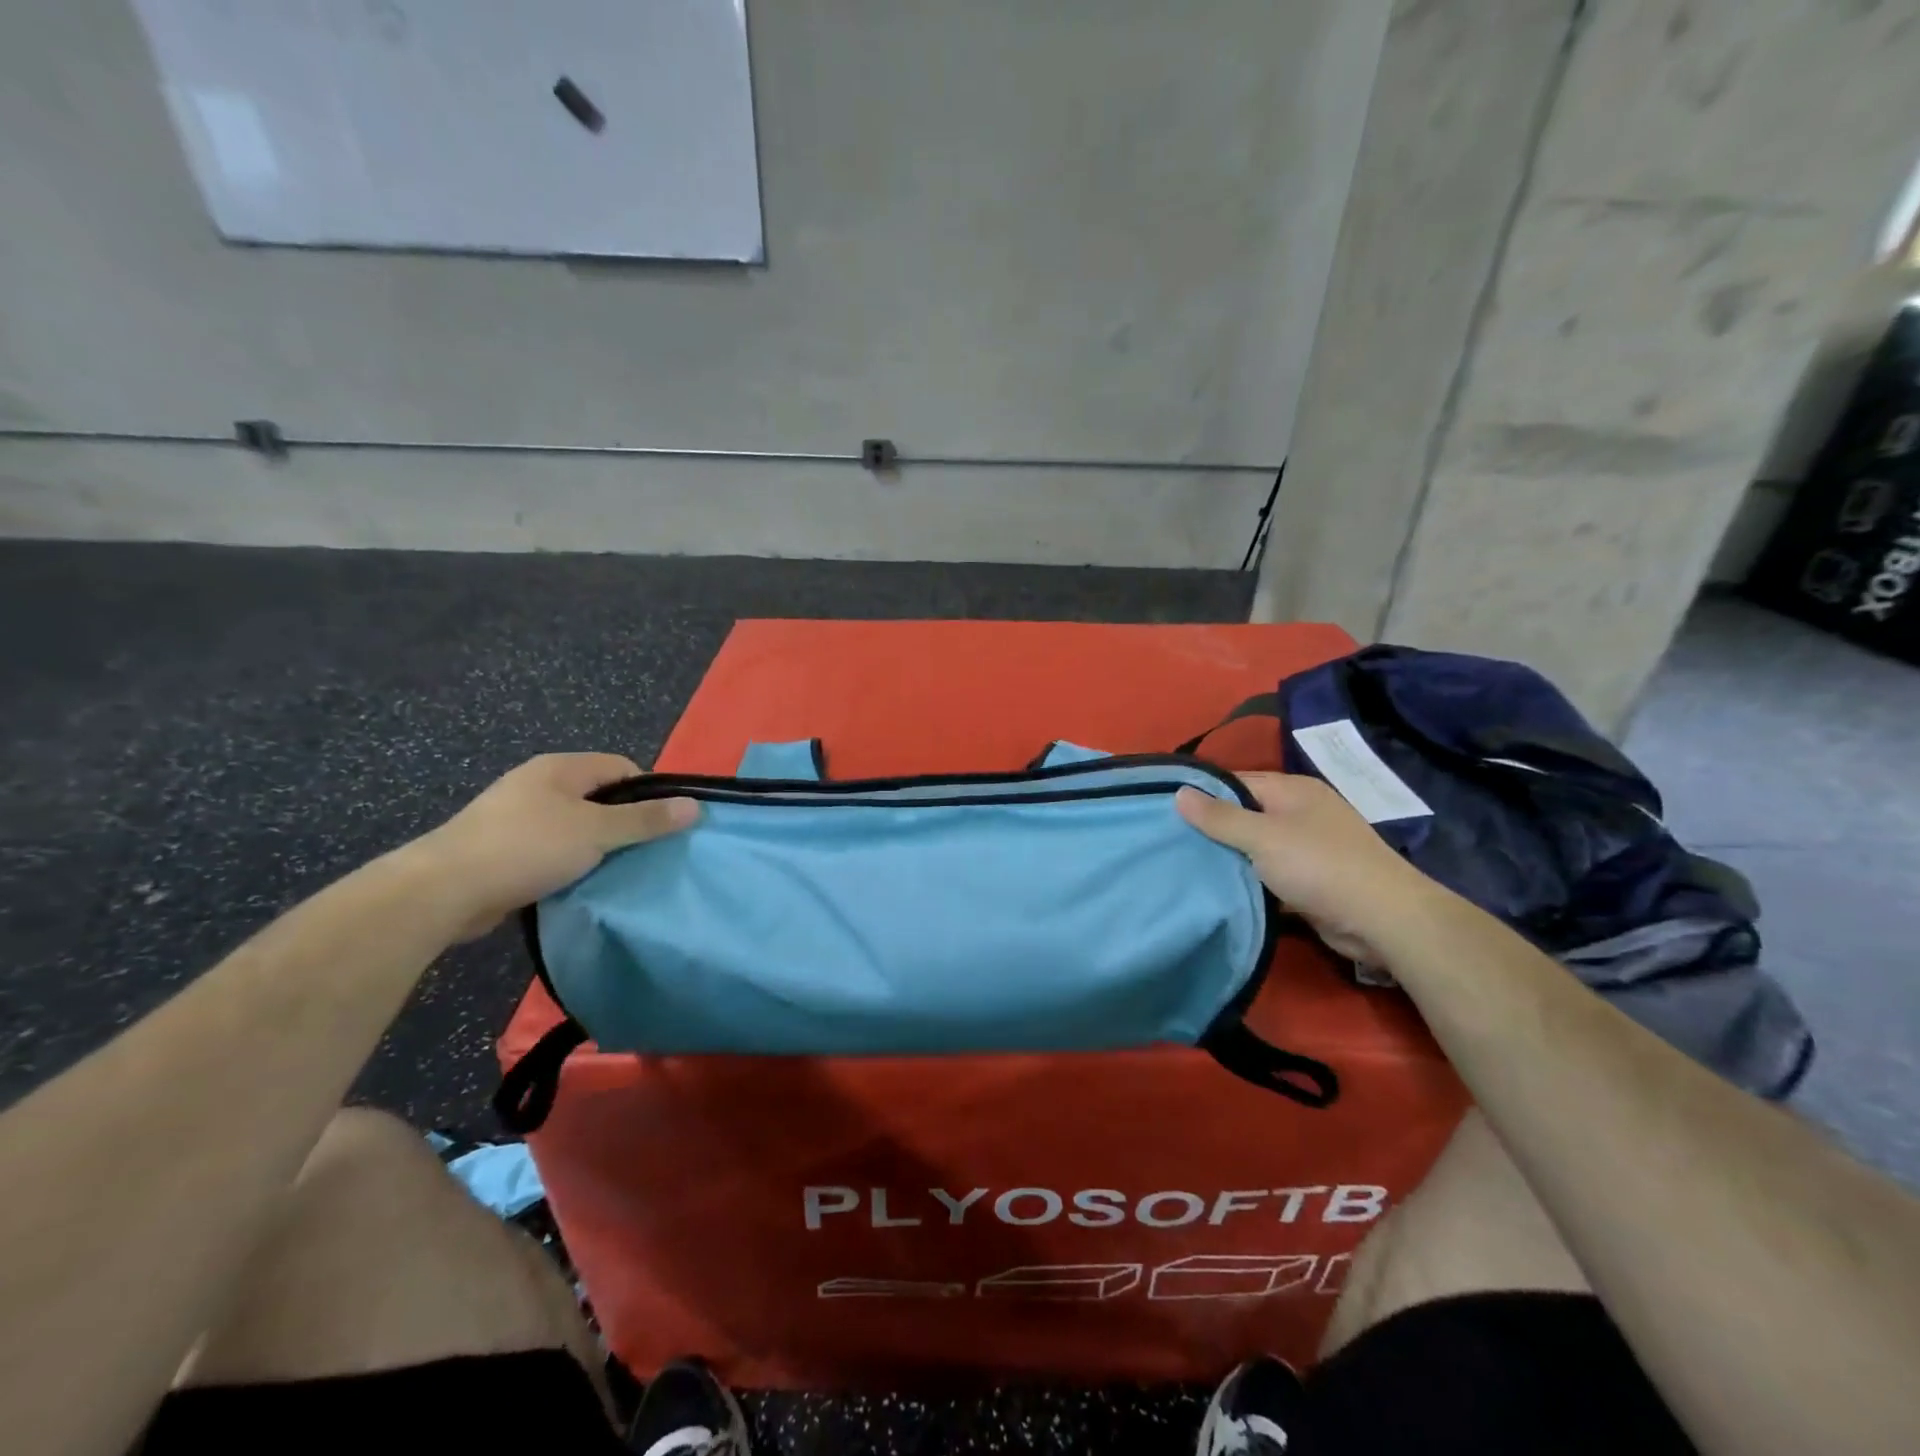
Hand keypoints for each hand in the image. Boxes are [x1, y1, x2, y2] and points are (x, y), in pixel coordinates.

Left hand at [407, 754, 698, 939]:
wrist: (442, 891)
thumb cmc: (526, 848)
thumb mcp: (596, 832)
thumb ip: (646, 819)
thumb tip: (695, 806)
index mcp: (560, 768)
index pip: (621, 767)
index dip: (648, 793)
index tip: (663, 825)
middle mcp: (539, 784)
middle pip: (600, 796)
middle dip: (624, 822)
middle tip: (646, 851)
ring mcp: (517, 817)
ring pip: (576, 825)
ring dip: (597, 846)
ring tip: (618, 870)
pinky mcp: (503, 849)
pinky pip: (552, 849)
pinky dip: (570, 863)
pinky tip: (580, 883)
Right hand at [1177, 772, 1439, 965]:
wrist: (1383, 920)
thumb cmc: (1320, 866)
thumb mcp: (1262, 837)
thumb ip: (1219, 817)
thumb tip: (1179, 791)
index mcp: (1292, 790)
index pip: (1235, 781)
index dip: (1203, 794)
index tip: (1166, 810)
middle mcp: (1301, 812)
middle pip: (1244, 814)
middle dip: (1212, 829)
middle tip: (1170, 841)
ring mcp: (1309, 847)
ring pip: (1256, 847)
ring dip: (1230, 858)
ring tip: (1185, 866)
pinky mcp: (1312, 880)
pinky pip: (1269, 873)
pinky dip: (1249, 880)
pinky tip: (1220, 890)